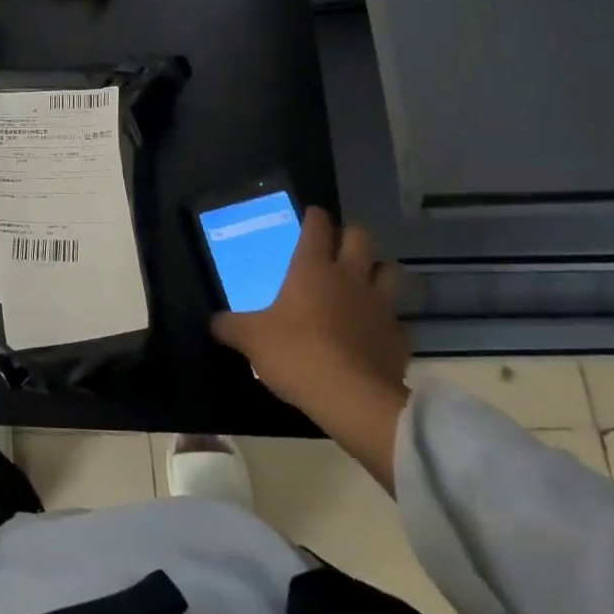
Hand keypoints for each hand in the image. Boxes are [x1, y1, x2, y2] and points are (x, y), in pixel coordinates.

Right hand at [211, 209, 409, 491]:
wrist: (352, 398)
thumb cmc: (296, 353)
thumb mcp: (250, 339)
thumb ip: (230, 326)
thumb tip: (214, 322)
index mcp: (313, 268)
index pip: (318, 226)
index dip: (314, 217)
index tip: (311, 215)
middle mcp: (350, 277)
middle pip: (361, 238)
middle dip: (350, 236)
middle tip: (337, 246)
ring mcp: (380, 306)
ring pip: (388, 271)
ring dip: (376, 271)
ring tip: (361, 281)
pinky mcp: (399, 338)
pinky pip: (396, 320)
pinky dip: (386, 321)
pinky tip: (372, 332)